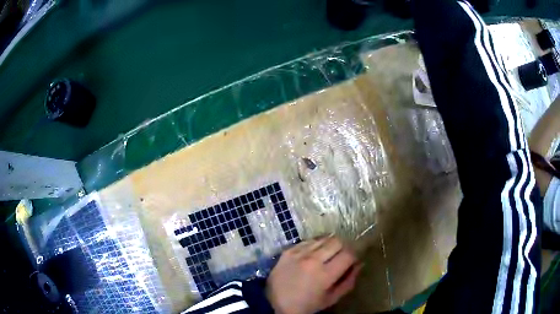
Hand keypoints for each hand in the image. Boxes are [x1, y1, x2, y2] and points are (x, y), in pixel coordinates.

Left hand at [265, 236, 360, 313]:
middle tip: (339, 257)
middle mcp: (312, 260)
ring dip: (328, 245)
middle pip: (337, 241)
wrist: (276, 303)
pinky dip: (314, 246)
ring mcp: (298, 254)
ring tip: (325, 255)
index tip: (351, 261)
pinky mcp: (287, 251)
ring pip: (322, 238)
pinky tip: (312, 255)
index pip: (349, 254)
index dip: (354, 256)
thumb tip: (360, 264)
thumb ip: (349, 281)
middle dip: (343, 248)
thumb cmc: (307, 305)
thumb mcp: (332, 298)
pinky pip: (307, 241)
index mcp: (325, 274)